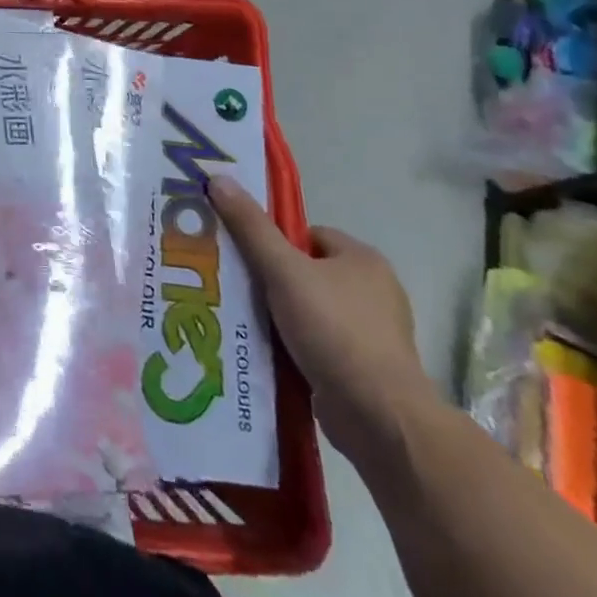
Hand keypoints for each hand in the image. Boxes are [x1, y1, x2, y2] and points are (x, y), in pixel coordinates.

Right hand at [207, 178, 435, 463]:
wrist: (379, 418)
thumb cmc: (334, 330)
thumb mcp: (283, 270)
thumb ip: (250, 227)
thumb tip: (218, 178)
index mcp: (363, 259)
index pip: (307, 235)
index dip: (274, 241)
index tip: (244, 257)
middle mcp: (374, 291)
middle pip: (306, 272)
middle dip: (272, 280)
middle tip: (234, 285)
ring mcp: (373, 334)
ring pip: (310, 309)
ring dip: (280, 315)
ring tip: (242, 318)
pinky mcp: (365, 370)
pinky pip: (318, 344)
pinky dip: (293, 345)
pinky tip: (265, 350)